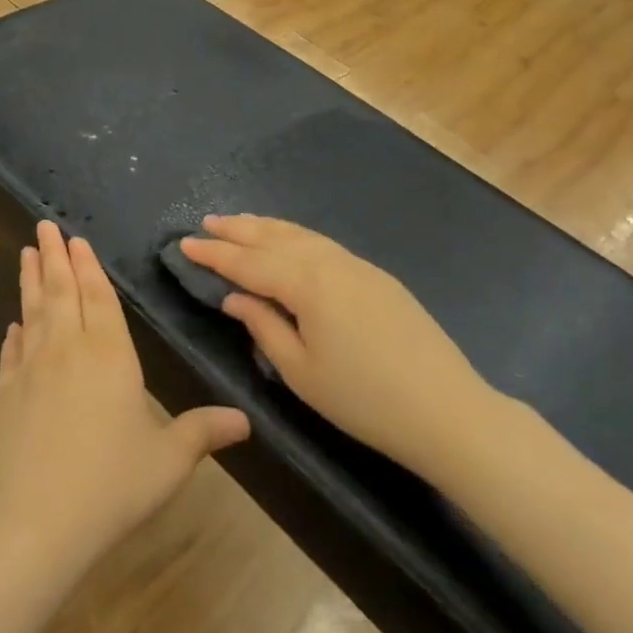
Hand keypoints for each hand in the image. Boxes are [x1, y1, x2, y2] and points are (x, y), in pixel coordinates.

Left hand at [0, 222, 249, 576]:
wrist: (36, 520)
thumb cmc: (112, 484)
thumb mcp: (168, 460)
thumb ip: (203, 432)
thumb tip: (246, 421)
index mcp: (110, 354)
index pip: (99, 296)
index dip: (89, 266)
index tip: (77, 239)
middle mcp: (68, 348)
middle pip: (62, 290)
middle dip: (56, 255)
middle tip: (45, 224)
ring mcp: (31, 368)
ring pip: (34, 310)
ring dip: (31, 279)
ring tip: (27, 251)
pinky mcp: (6, 392)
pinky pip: (12, 350)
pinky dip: (15, 331)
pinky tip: (14, 323)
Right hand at [180, 215, 491, 468]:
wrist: (447, 409)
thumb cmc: (364, 399)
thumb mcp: (301, 372)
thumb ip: (263, 326)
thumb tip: (235, 296)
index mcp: (307, 284)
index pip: (248, 262)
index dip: (214, 253)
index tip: (184, 243)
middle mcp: (330, 262)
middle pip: (274, 237)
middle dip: (238, 229)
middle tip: (207, 223)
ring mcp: (358, 265)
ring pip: (302, 235)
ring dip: (267, 227)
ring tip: (241, 223)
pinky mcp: (377, 276)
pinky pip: (323, 244)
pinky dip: (296, 237)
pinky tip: (289, 242)